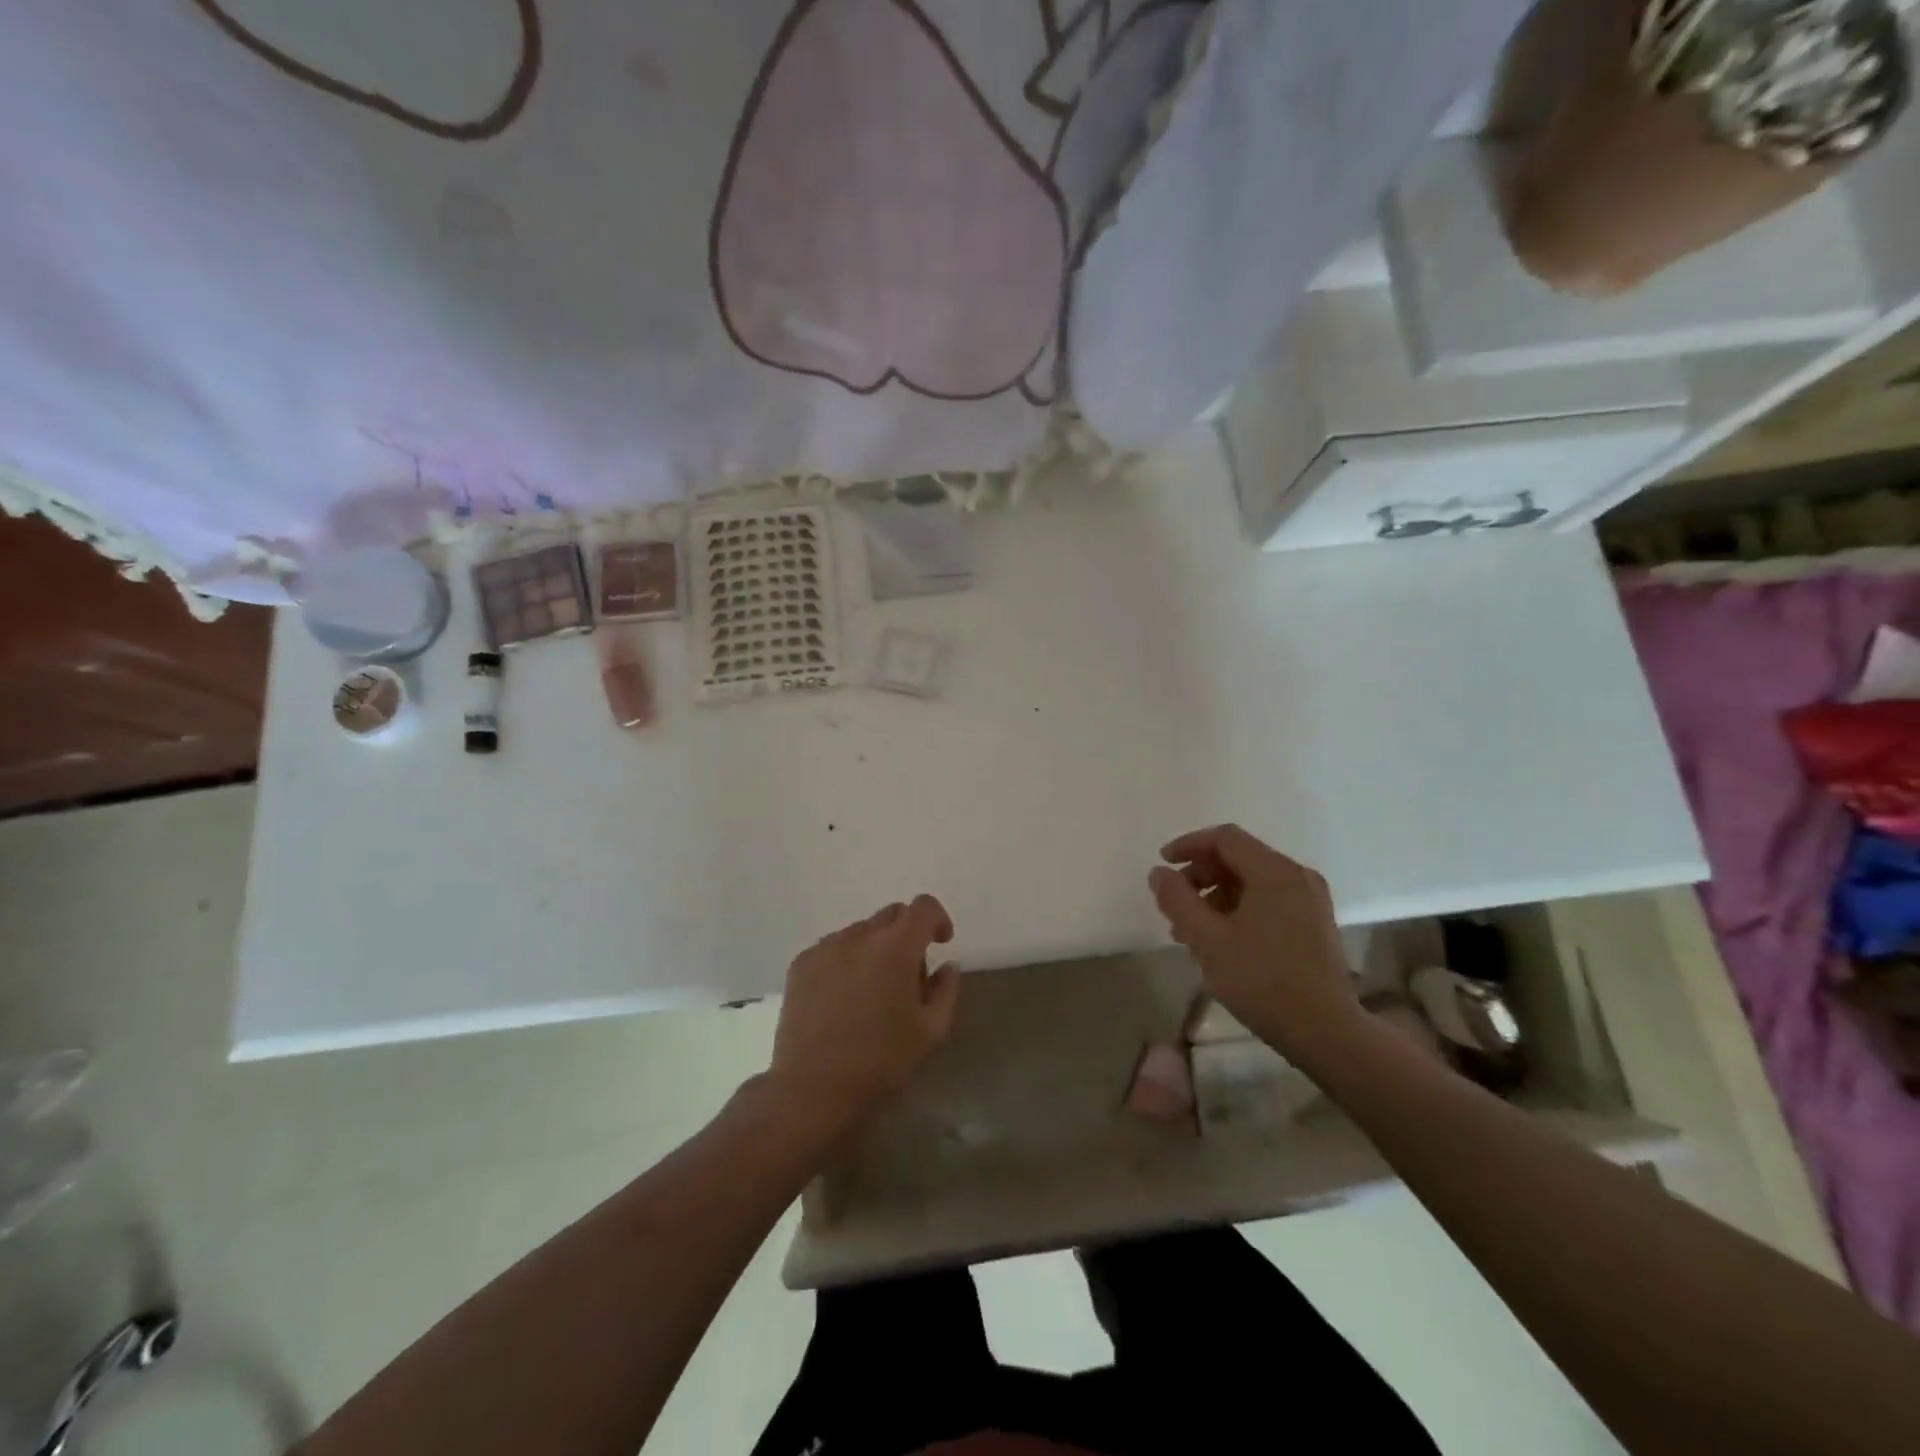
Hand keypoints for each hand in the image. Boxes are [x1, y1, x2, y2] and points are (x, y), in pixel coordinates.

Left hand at [768, 895, 960, 1137]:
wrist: (812, 1089)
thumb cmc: (880, 1062)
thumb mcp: (931, 1032)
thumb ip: (946, 990)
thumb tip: (946, 965)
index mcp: (896, 948)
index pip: (923, 907)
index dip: (937, 919)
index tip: (940, 943)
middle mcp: (859, 936)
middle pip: (892, 914)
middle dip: (907, 934)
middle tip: (907, 975)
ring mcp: (826, 947)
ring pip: (861, 931)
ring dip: (875, 948)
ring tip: (871, 990)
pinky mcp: (801, 963)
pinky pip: (833, 948)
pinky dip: (846, 960)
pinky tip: (842, 998)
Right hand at [1149, 825, 1360, 1063]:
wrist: (1326, 1031)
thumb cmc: (1261, 980)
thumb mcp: (1207, 939)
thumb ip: (1177, 899)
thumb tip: (1159, 872)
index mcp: (1274, 871)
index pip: (1225, 838)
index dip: (1189, 845)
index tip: (1163, 865)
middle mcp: (1297, 876)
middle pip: (1239, 858)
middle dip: (1201, 876)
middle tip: (1175, 906)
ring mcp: (1311, 900)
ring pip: (1253, 882)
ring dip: (1217, 896)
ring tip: (1191, 932)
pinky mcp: (1316, 924)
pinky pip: (1270, 900)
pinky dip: (1240, 909)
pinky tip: (1222, 941)